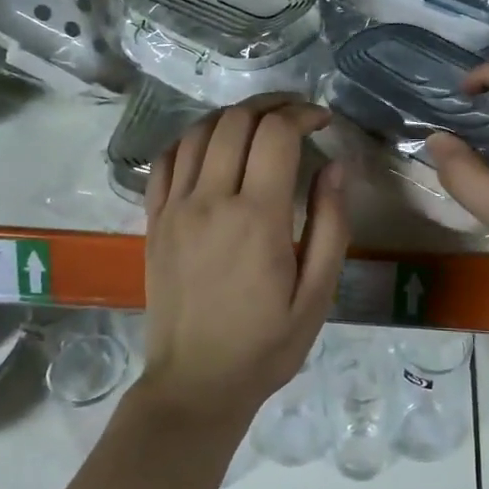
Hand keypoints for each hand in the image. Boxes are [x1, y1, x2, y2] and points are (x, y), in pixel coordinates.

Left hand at [141, 95, 350, 421]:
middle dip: (272, 105)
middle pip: (236, 121)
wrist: (196, 384)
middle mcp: (210, 201)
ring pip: (198, 131)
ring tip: (260, 123)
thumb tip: (335, 166)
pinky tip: (213, 145)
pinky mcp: (153, 221)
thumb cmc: (267, 344)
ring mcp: (175, 209)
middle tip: (297, 113)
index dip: (302, 114)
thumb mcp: (318, 293)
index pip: (276, 134)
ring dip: (233, 115)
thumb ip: (330, 224)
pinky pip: (166, 159)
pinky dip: (192, 138)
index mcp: (257, 218)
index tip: (323, 121)